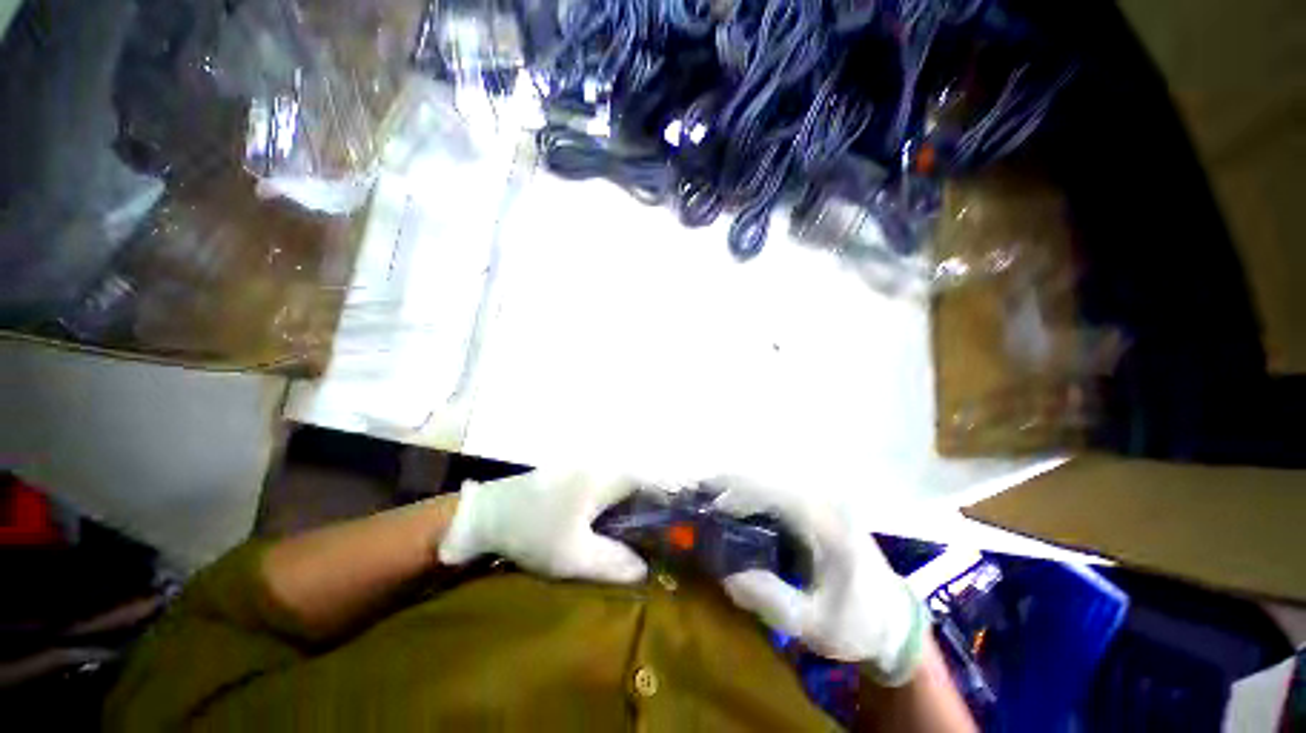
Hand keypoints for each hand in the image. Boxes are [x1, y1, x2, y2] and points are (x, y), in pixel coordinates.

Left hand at [438, 470, 647, 583]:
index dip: (667, 499)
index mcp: (605, 477)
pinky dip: (615, 504)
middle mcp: (600, 465)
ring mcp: (584, 468)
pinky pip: (605, 486)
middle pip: (638, 481)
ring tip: (639, 535)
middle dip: (652, 506)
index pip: (651, 480)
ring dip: (633, 506)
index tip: (676, 525)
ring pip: (621, 484)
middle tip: (659, 536)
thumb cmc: (531, 532)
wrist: (484, 516)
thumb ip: (613, 563)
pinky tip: (610, 525)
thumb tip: (645, 570)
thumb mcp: (572, 556)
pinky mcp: (572, 475)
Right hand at [713, 478, 929, 685]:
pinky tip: (734, 511)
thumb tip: (722, 571)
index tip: (703, 508)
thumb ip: (767, 598)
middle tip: (697, 501)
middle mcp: (822, 498)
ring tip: (709, 505)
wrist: (893, 619)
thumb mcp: (813, 625)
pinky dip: (749, 497)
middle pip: (764, 479)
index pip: (769, 492)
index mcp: (825, 522)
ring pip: (767, 481)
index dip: (733, 495)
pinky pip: (774, 491)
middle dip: (727, 487)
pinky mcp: (816, 504)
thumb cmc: (857, 624)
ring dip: (735, 490)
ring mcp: (820, 497)